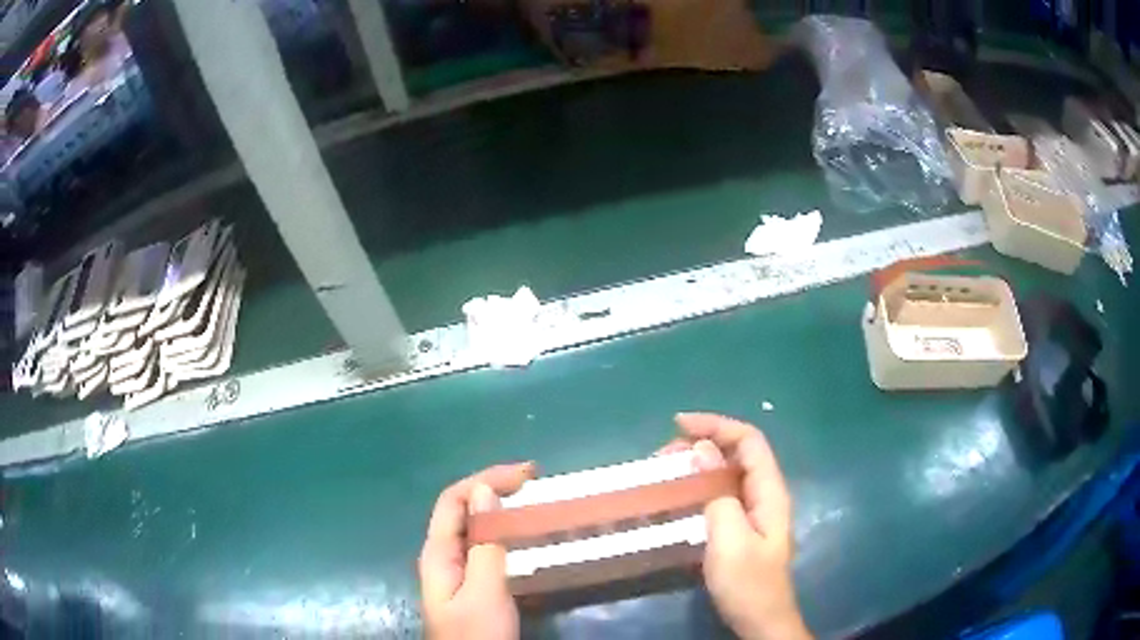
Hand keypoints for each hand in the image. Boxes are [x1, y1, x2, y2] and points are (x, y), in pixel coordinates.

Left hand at [419, 462, 535, 639]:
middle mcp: (443, 555)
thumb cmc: (477, 633)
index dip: (486, 479)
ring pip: (475, 527)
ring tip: (533, 502)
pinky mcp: (471, 584)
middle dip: (495, 488)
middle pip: (462, 509)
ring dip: (501, 509)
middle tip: (535, 482)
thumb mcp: (484, 592)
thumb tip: (484, 491)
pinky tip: (524, 536)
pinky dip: (505, 532)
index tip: (528, 475)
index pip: (454, 500)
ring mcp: (456, 571)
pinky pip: (485, 546)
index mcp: (438, 553)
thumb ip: (484, 544)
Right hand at [661, 413, 811, 639]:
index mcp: (769, 491)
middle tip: (663, 457)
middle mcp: (764, 494)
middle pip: (738, 453)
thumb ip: (717, 493)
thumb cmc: (747, 582)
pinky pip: (720, 495)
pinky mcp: (741, 527)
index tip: (678, 425)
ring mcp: (754, 511)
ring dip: (697, 466)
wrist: (759, 620)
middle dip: (702, 443)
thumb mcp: (729, 539)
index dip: (716, 425)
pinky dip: (697, 487)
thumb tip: (701, 450)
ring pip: (727, 473)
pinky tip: (676, 498)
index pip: (749, 440)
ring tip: (664, 473)